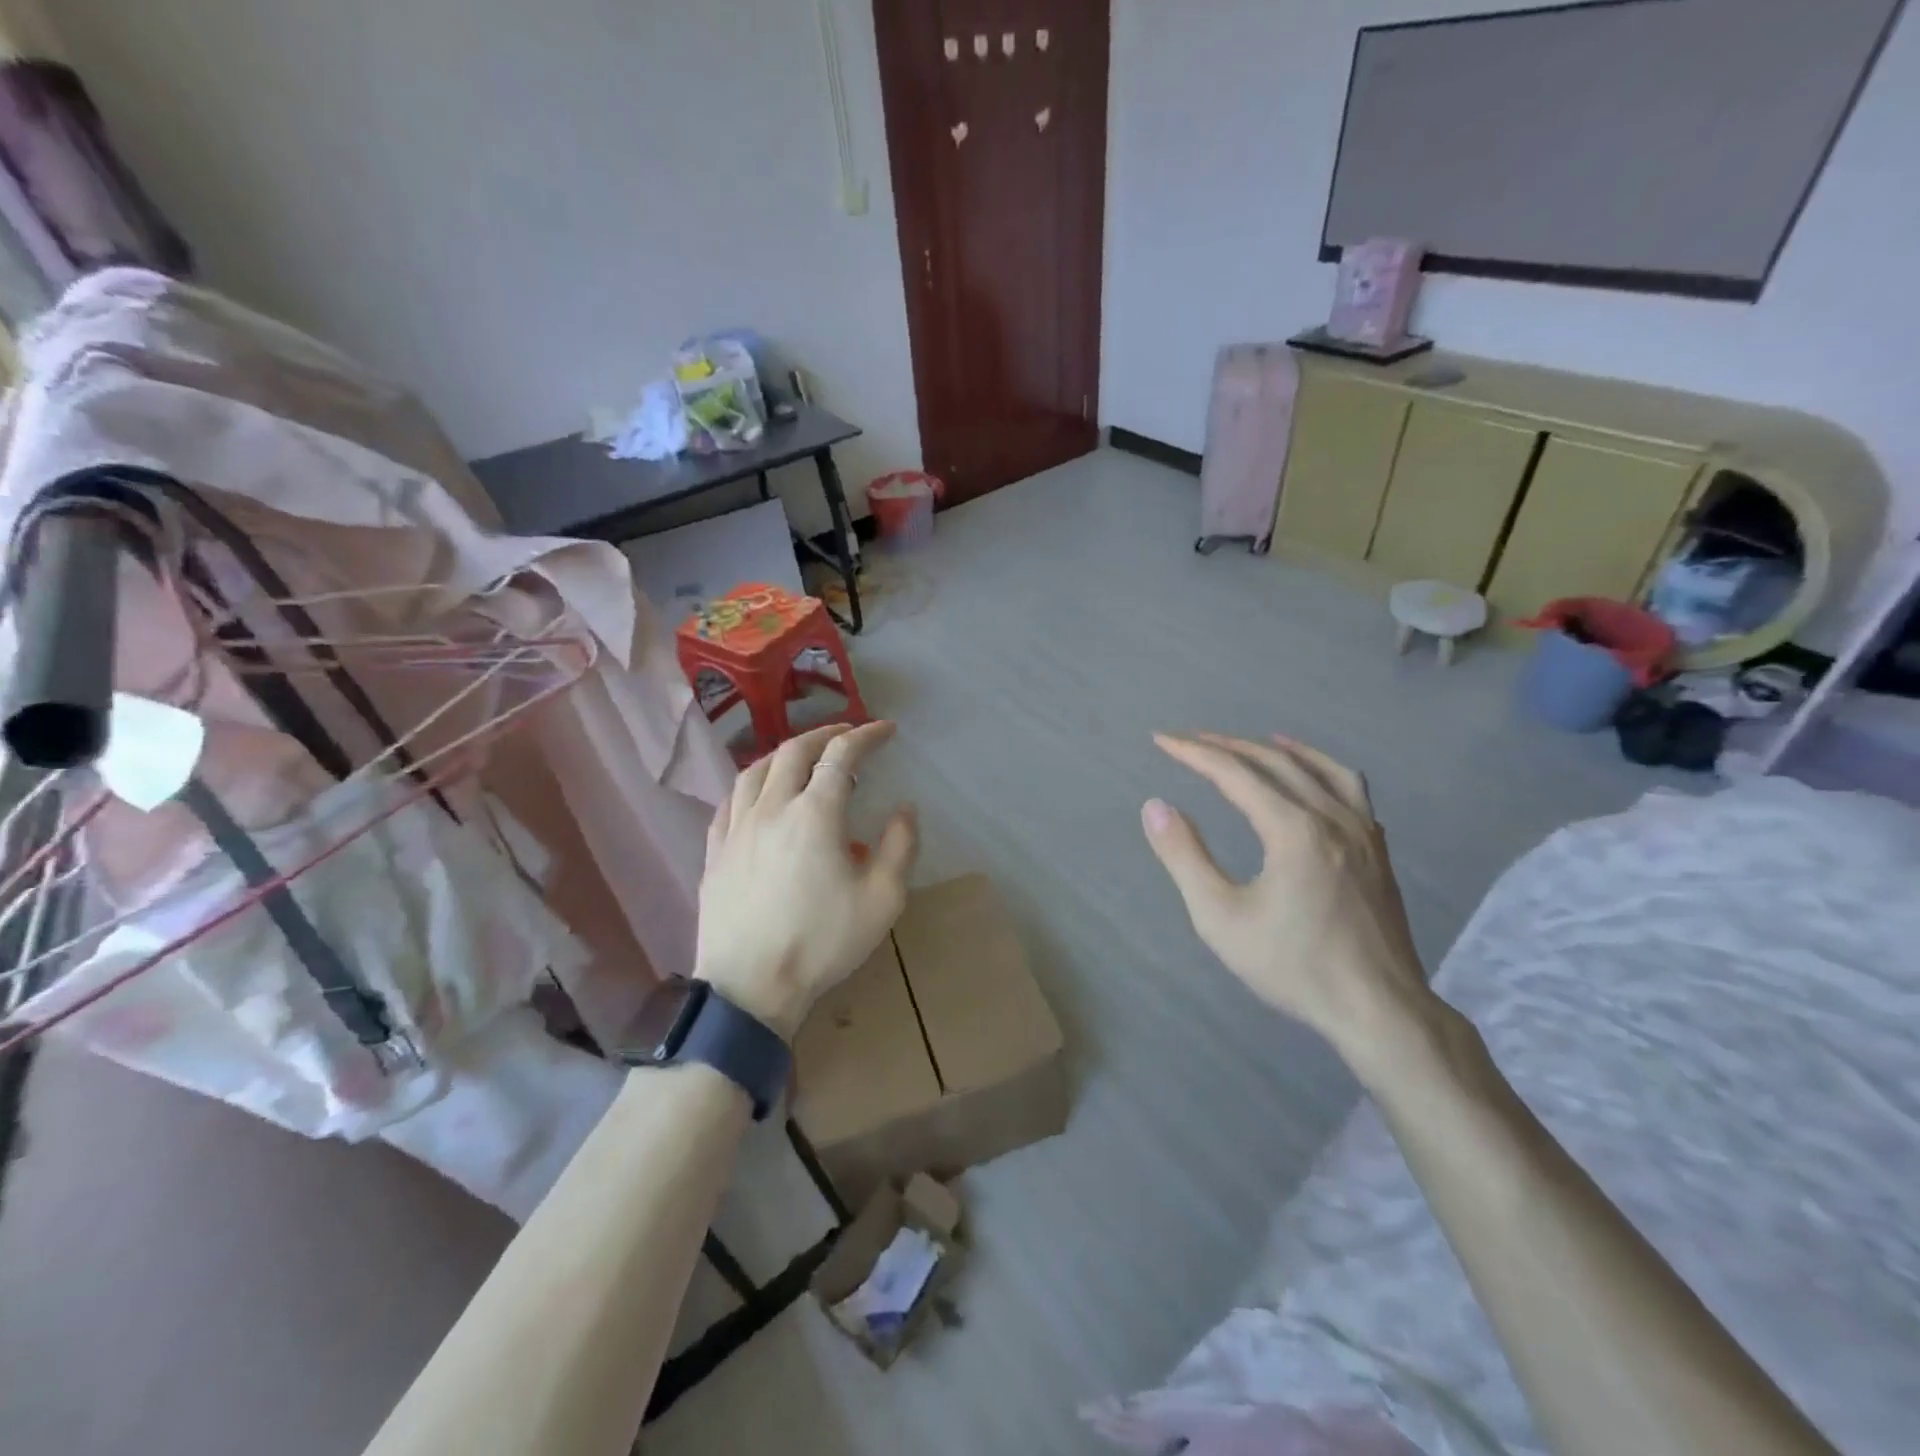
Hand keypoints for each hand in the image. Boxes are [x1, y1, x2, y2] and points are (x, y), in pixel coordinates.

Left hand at [695, 721, 917, 1039]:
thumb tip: (904, 808)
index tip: (886, 730)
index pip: (841, 756)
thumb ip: (900, 846)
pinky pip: (730, 800)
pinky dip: (751, 783)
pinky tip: (758, 793)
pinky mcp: (714, 851)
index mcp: (815, 814)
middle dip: (825, 734)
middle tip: (848, 734)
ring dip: (785, 753)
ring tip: (803, 756)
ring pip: (756, 769)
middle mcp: (772, 808)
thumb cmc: (822, 943)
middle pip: (794, 751)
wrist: (749, 988)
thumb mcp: (882, 900)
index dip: (866, 736)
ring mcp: (736, 828)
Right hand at [1141, 733, 1441, 1069]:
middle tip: (1191, 739)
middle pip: (1275, 762)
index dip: (1193, 753)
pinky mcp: (1378, 850)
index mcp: (1293, 829)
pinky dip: (1323, 769)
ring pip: (1320, 768)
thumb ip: (1185, 856)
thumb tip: (1155, 806)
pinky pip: (1351, 789)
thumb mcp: (1221, 917)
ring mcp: (1363, 831)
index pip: (1234, 774)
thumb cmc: (1293, 965)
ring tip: (1257, 740)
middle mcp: (1331, 817)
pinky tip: (1314, 781)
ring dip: (1280, 750)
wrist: (1378, 1009)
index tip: (1161, 740)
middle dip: (1228, 746)